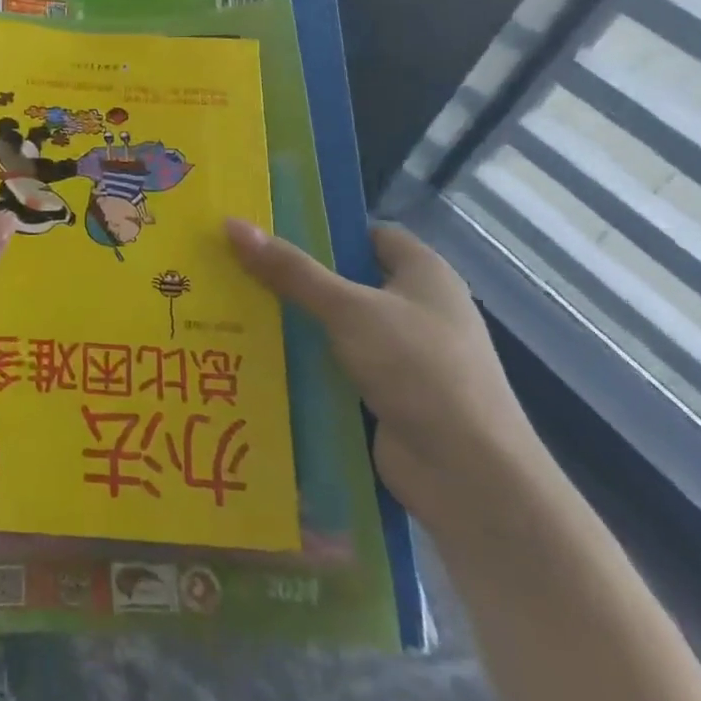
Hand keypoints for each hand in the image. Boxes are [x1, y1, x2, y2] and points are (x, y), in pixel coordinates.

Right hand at [226, 218, 557, 546]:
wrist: (469, 475)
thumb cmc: (418, 369)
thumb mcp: (348, 308)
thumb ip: (291, 270)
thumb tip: (232, 224)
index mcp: (424, 273)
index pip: (367, 235)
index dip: (323, 229)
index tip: (268, 229)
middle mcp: (416, 309)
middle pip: (344, 281)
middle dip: (294, 279)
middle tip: (234, 266)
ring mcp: (401, 357)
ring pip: (335, 328)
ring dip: (293, 324)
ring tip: (231, 309)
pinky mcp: (384, 396)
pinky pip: (334, 368)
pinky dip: (303, 365)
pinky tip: (254, 358)